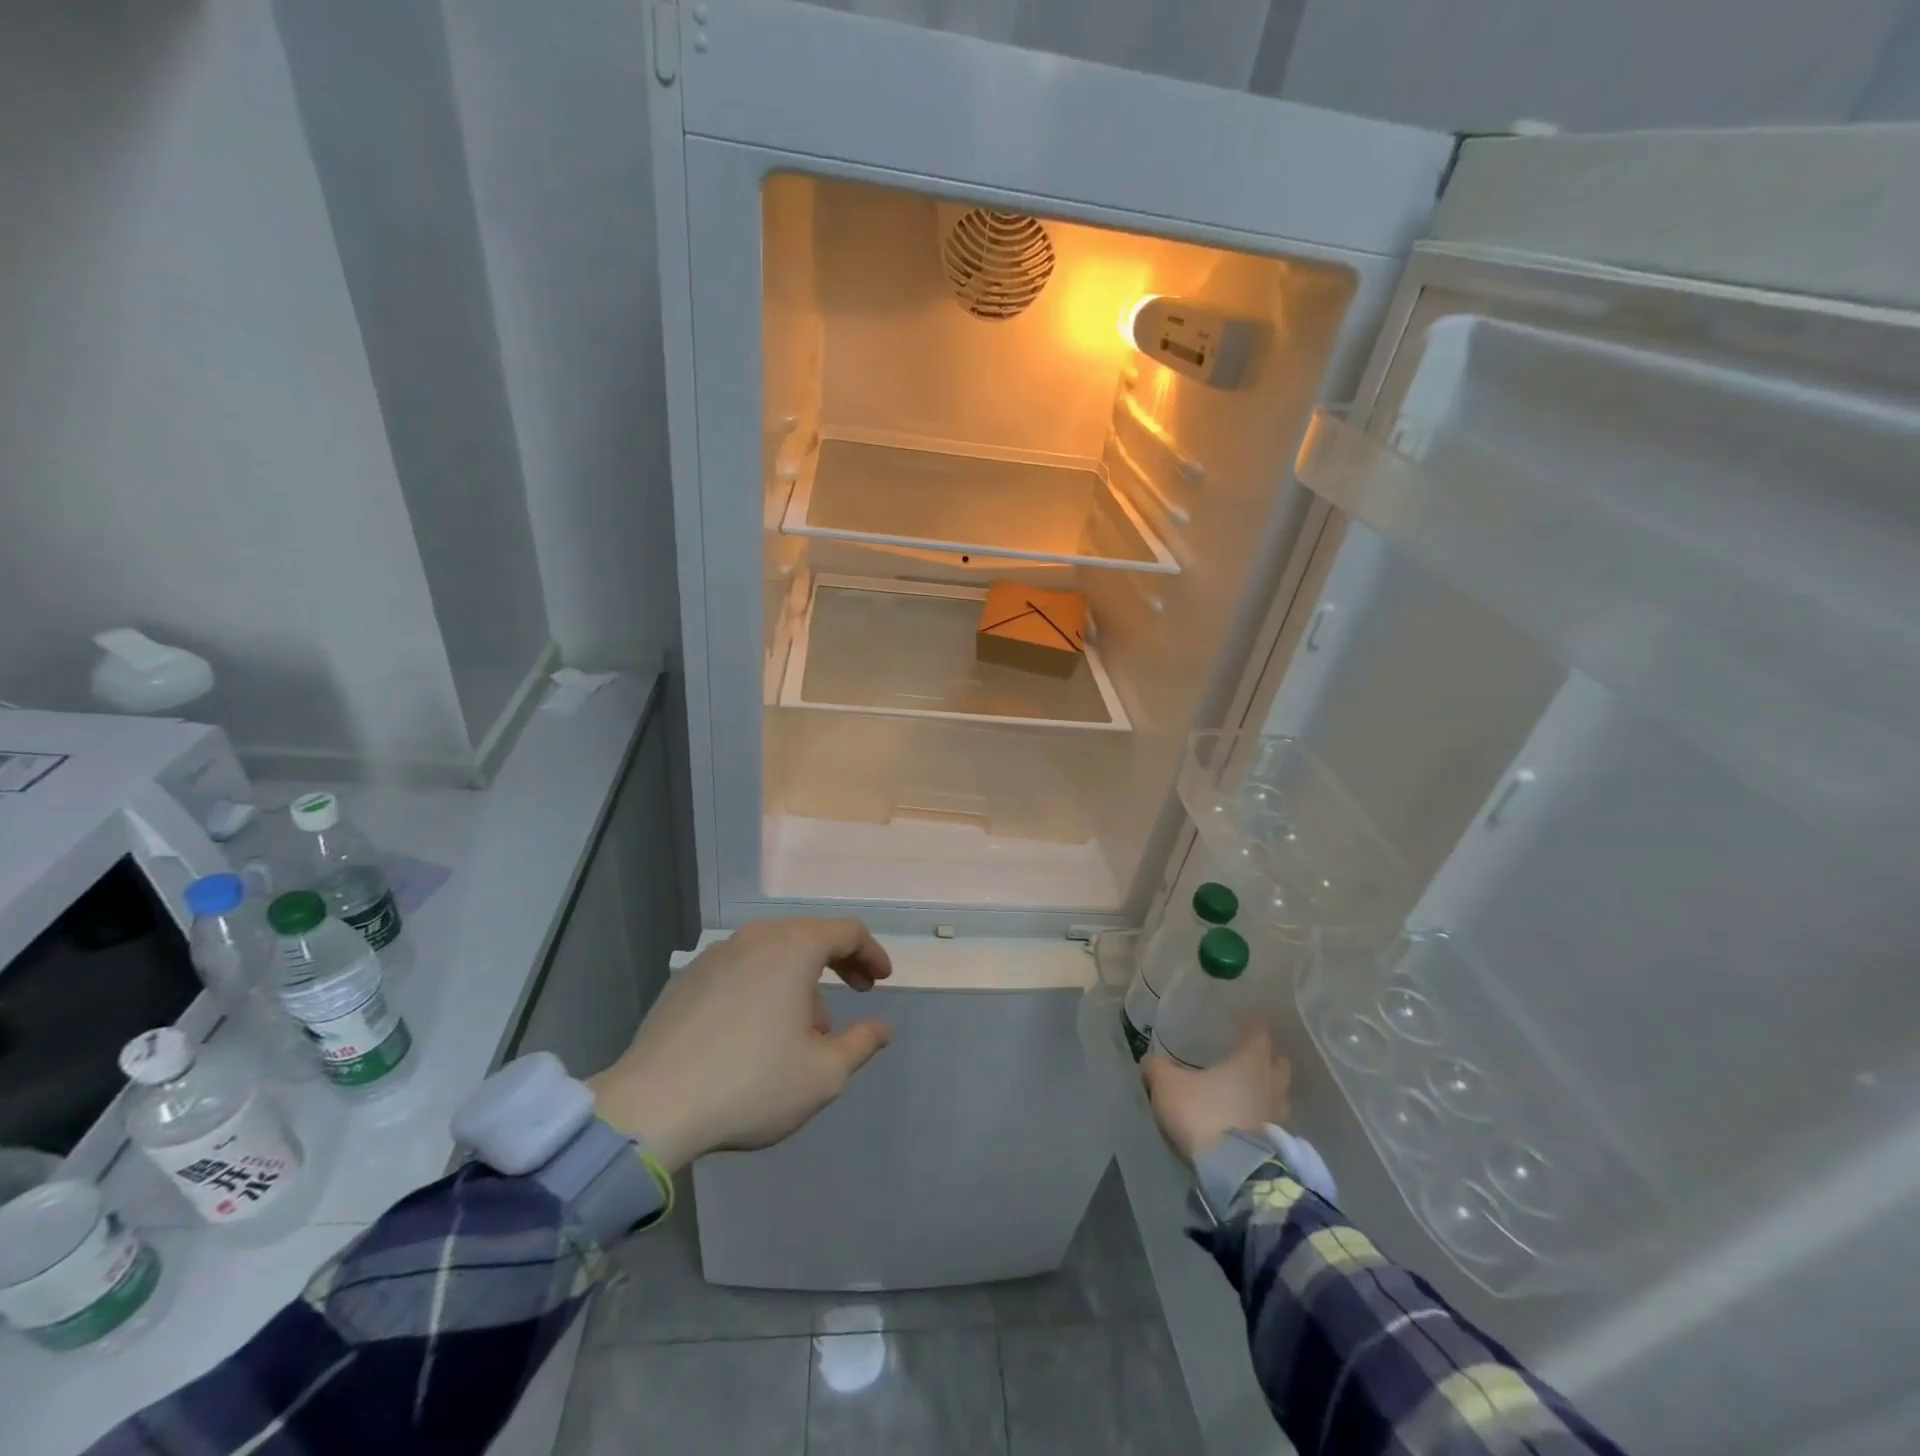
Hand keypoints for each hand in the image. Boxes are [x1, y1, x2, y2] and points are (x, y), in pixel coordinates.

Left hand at [588, 918, 892, 1171]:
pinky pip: (741, 968)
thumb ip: (861, 1044)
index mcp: (793, 947)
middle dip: (838, 962)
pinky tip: (758, 1029)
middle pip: (809, 935)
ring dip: (800, 978)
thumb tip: (882, 1028)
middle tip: (857, 991)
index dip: (872, 953)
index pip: (847, 932)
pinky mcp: (687, 978)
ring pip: (773, 952)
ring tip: (806, 1027)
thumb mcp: (823, 1074)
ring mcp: (716, 954)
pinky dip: (764, 985)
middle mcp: (756, 938)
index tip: (882, 980)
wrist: (651, 1107)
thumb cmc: (751, 1084)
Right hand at [1142, 1026, 1290, 1165]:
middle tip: (1248, 1057)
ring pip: (1279, 1094)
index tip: (1244, 1023)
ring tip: (1248, 1091)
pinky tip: (1247, 1120)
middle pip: (1278, 1064)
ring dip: (1267, 1091)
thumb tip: (1150, 1060)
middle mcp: (1271, 1084)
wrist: (1232, 1171)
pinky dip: (1263, 1117)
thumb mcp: (1168, 1085)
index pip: (1260, 1035)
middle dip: (1267, 1059)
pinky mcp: (1278, 1145)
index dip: (1253, 1027)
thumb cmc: (1203, 1113)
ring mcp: (1279, 1116)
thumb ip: (1157, 1067)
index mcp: (1251, 1061)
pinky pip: (1274, 1122)